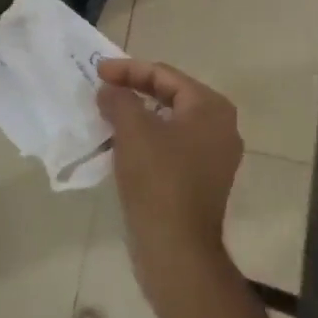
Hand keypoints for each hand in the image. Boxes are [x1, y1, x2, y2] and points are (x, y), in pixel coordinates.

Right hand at [97, 58, 244, 290]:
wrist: (176, 248)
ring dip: (138, 116)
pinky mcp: (201, 181)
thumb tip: (110, 89)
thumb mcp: (133, 130)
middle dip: (134, 90)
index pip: (164, 75)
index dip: (128, 69)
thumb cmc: (158, 180)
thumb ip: (119, 99)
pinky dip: (147, 140)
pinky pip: (171, 147)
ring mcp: (214, 157)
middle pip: (170, 96)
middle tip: (103, 89)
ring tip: (107, 115)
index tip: (97, 70)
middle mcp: (220, 128)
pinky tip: (121, 145)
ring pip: (169, 123)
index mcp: (211, 108)